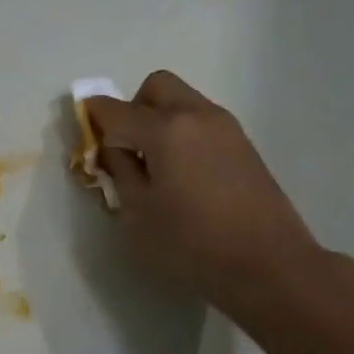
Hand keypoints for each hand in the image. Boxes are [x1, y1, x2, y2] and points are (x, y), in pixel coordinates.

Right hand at [85, 72, 320, 322]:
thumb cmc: (192, 244)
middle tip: (126, 148)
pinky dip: (183, 133)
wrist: (269, 266)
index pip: (116, 110)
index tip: (84, 133)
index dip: (93, 117)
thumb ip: (120, 173)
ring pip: (182, 102)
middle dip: (132, 108)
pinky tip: (184, 175)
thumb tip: (112, 149)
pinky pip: (202, 122)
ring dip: (160, 120)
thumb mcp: (138, 215)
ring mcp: (226, 127)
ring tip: (156, 166)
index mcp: (165, 129)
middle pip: (155, 87)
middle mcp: (196, 115)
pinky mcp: (244, 145)